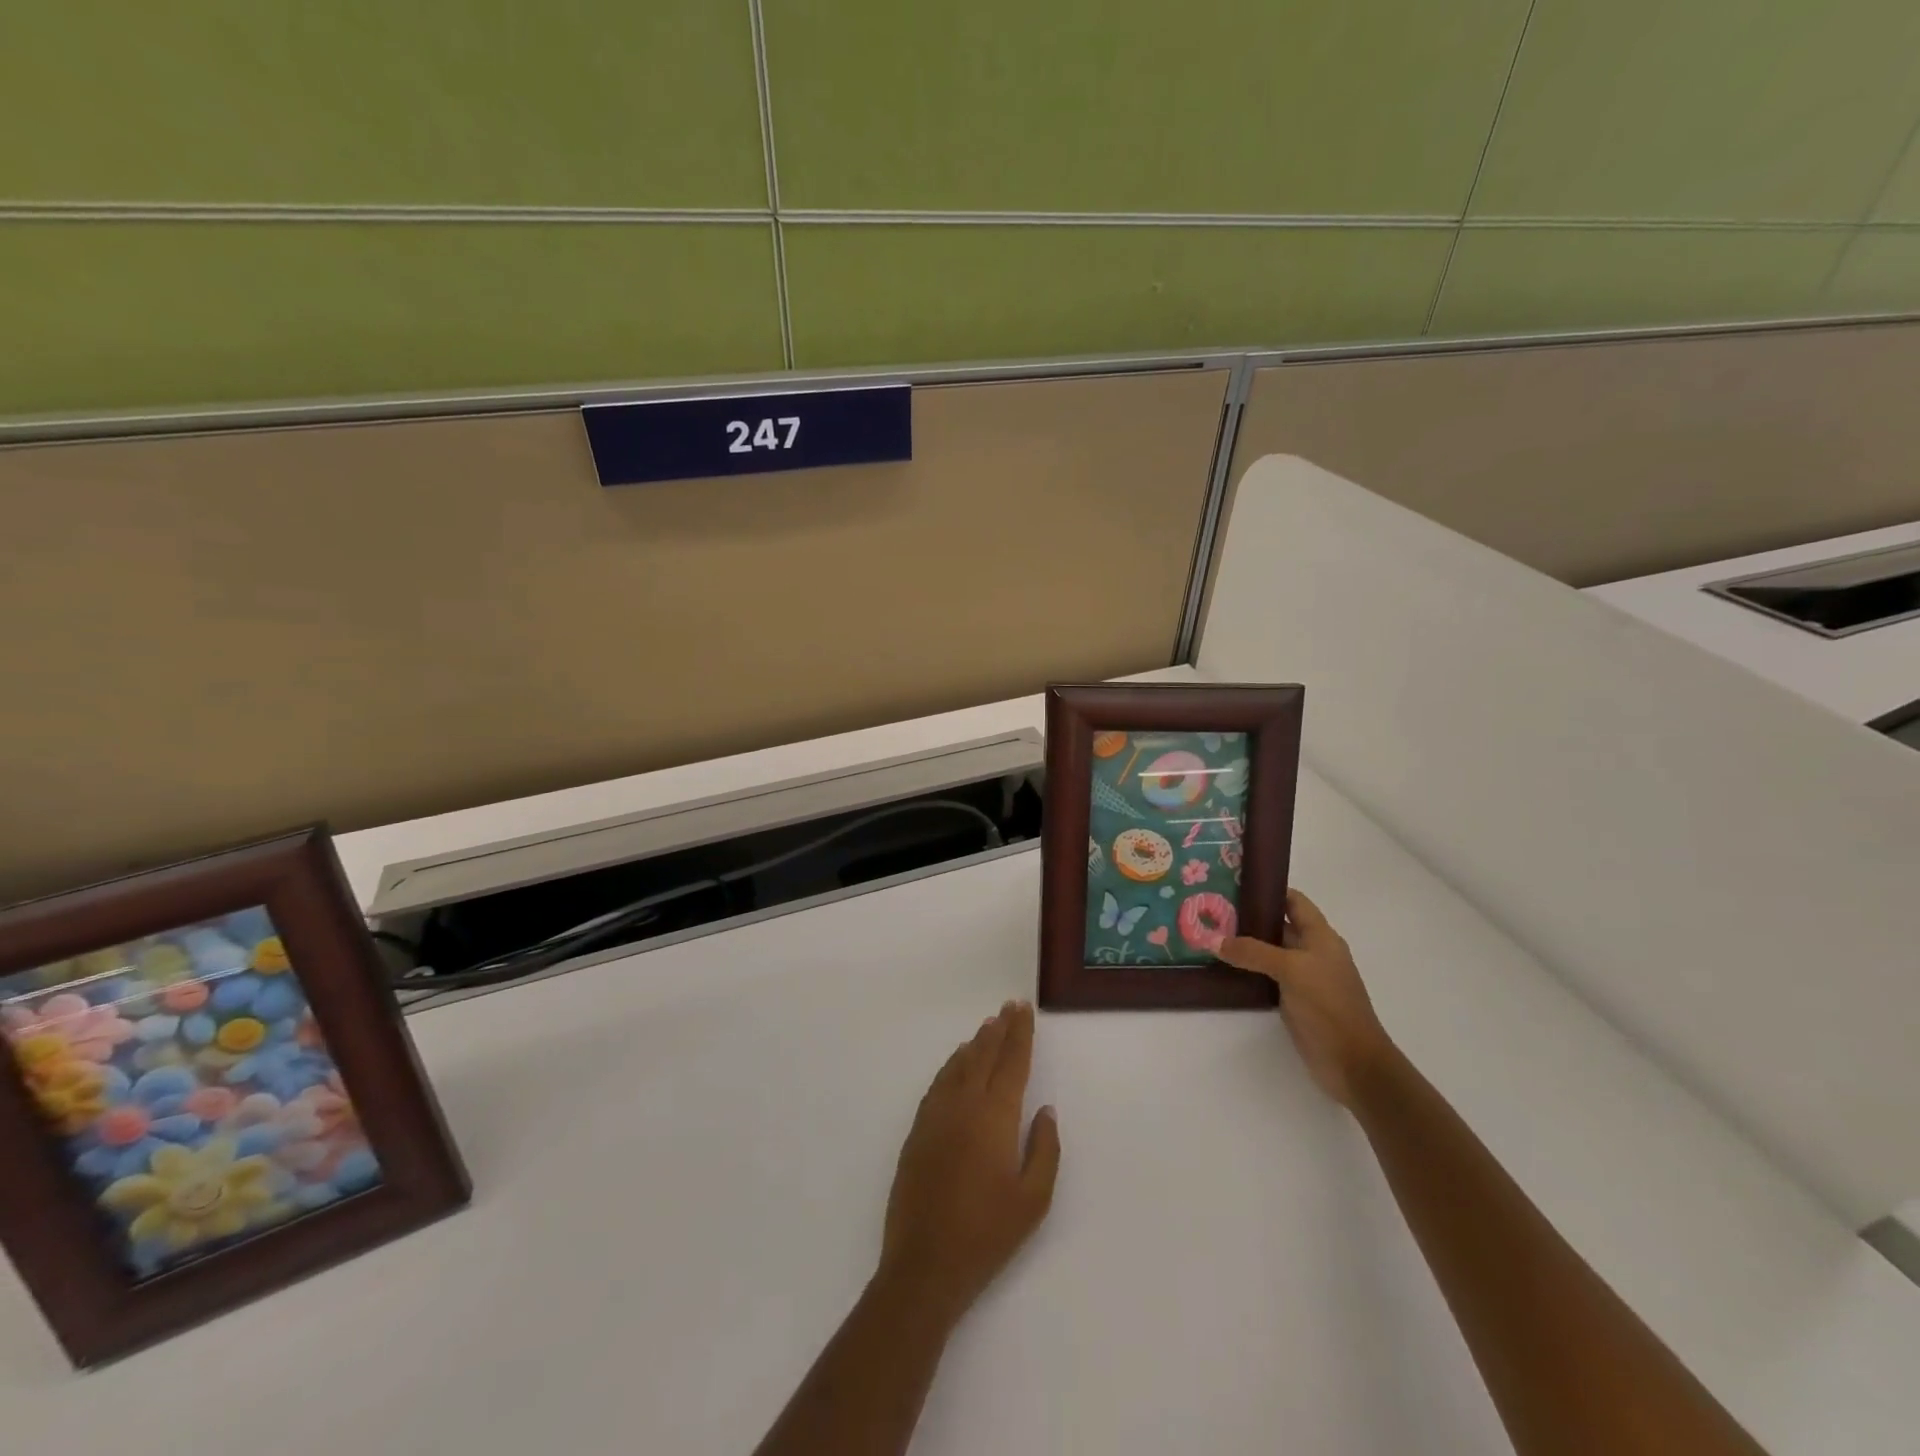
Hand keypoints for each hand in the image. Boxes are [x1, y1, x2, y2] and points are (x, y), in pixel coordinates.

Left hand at [876, 1000, 1060, 1326]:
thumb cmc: (987, 1234)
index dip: (1019, 1034)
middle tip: (1009, 1007)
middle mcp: (963, 1105)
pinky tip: (957, 1063)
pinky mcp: (917, 1131)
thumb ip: (1043, 1149)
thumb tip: (1045, 1109)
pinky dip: (951, 1066)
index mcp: (994, 1117)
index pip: (1011, 1063)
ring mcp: (936, 1116)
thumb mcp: (1033, 1200)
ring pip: (958, 1066)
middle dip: (999, 1029)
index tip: (1024, 1009)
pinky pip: (938, 1084)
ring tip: (988, 1027)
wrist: (925, 1265)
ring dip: (975, 1044)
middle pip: (984, 1056)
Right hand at [1219, 889, 1394, 1107]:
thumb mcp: (1290, 970)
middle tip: (1212, 910)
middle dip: (1249, 917)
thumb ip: (1252, 952)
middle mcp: (1313, 952)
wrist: (1353, 1062)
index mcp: (1321, 937)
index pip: (1294, 901)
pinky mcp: (1294, 1000)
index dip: (1269, 890)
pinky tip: (1223, 967)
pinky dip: (1248, 969)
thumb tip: (1214, 940)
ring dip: (1245, 945)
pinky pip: (1267, 976)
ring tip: (1211, 935)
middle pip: (1279, 925)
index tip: (1234, 884)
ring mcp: (1304, 977)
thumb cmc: (1328, 1005)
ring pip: (1270, 952)